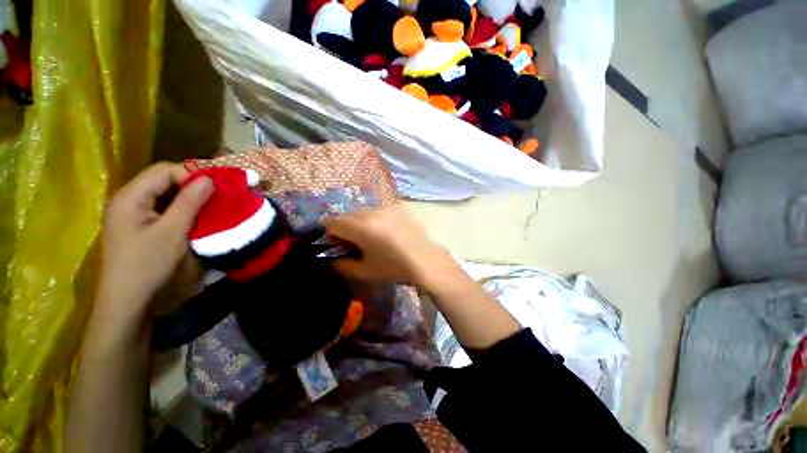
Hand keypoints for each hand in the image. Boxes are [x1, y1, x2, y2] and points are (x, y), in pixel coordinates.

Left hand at [96, 163, 213, 325]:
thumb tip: (209, 179)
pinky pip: (165, 211)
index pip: (163, 171)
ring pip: (166, 196)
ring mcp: (134, 216)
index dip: (191, 174)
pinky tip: (196, 219)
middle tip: (218, 196)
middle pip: (163, 181)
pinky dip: (183, 211)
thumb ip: (189, 202)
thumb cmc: (147, 266)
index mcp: (130, 198)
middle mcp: (129, 201)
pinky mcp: (141, 229)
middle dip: (193, 186)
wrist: (129, 303)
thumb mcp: (172, 232)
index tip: (217, 187)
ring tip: (212, 207)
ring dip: (190, 199)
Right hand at [321, 205, 450, 285]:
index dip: (330, 234)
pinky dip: (374, 219)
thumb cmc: (394, 268)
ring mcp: (386, 207)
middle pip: (346, 215)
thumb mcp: (364, 271)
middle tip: (354, 243)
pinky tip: (385, 232)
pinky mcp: (397, 208)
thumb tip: (332, 259)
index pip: (332, 222)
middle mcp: (371, 212)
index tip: (338, 245)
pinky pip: (377, 211)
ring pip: (362, 211)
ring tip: (371, 237)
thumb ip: (342, 265)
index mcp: (360, 227)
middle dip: (344, 227)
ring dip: (359, 222)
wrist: (425, 260)